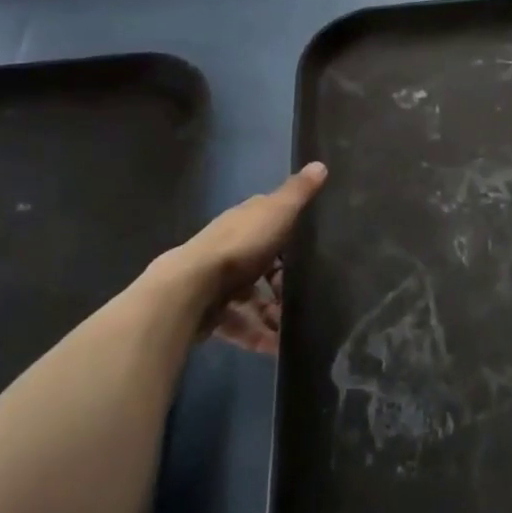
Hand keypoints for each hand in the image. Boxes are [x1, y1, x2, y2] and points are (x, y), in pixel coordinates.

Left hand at [173, 162, 326, 354]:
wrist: (191, 289)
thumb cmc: (240, 246)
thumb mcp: (278, 212)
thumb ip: (299, 193)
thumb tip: (320, 164)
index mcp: (244, 222)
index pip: (269, 222)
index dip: (289, 233)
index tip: (311, 250)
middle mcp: (228, 249)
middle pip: (261, 264)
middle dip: (282, 282)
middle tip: (307, 296)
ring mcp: (217, 282)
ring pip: (250, 298)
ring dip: (271, 313)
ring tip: (294, 328)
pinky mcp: (210, 313)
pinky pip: (239, 325)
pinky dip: (257, 336)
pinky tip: (275, 348)